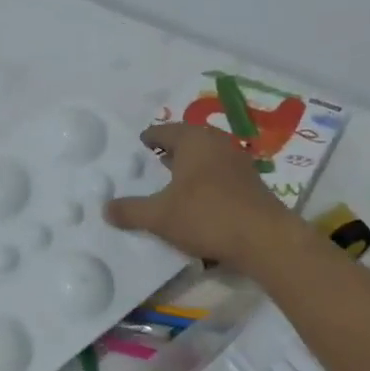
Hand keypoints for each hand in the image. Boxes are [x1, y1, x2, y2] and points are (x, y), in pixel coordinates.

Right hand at [105, 123, 302, 271]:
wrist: (264, 239)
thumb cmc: (206, 216)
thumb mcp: (159, 216)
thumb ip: (130, 211)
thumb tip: (105, 208)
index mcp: (194, 141)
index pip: (166, 131)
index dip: (151, 137)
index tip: (141, 142)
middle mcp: (218, 143)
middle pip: (190, 140)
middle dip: (173, 149)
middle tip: (156, 158)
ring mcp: (239, 162)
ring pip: (208, 156)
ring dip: (191, 165)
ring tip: (175, 178)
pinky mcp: (252, 183)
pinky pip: (221, 173)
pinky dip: (207, 179)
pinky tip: (200, 197)